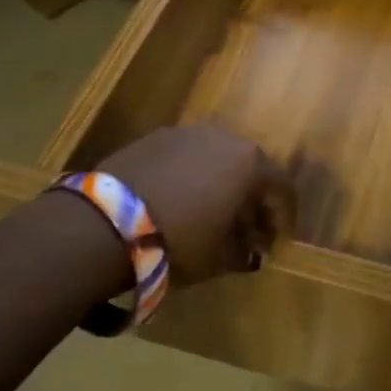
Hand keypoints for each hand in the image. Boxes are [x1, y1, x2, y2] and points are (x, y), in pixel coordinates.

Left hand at [99, 124, 295, 287]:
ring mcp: (190, 132)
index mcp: (251, 164)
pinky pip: (188, 156)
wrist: (106, 222)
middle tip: (246, 228)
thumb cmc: (178, 241)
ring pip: (218, 158)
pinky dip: (192, 175)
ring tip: (211, 213)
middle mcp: (226, 138)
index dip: (284, 218)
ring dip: (222, 183)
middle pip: (251, 168)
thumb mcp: (218, 258)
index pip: (282, 189)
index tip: (277, 242)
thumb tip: (252, 251)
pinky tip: (179, 200)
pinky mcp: (157, 136)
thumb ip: (244, 252)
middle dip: (253, 199)